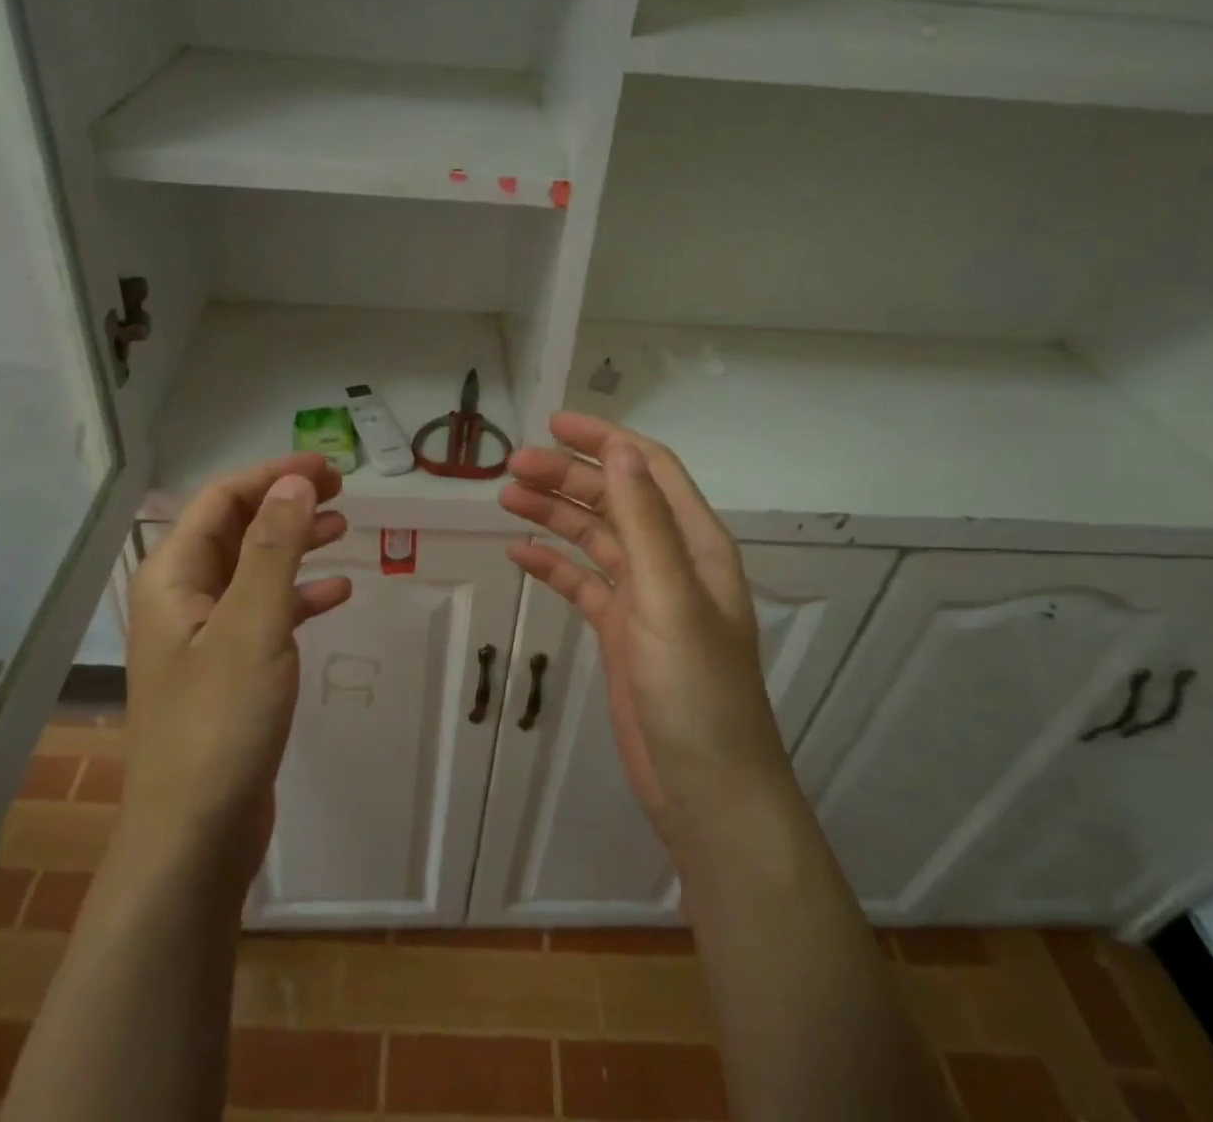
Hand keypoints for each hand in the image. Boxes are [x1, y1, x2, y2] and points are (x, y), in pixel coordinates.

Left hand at [121, 454, 351, 891]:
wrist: (196, 834)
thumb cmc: (220, 720)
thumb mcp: (253, 623)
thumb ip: (274, 547)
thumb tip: (295, 481)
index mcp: (172, 576)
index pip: (222, 499)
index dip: (273, 476)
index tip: (326, 468)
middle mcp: (182, 597)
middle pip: (237, 528)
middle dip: (286, 504)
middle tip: (341, 492)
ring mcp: (204, 635)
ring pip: (254, 568)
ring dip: (296, 544)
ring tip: (343, 528)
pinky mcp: (228, 670)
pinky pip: (266, 613)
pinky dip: (299, 596)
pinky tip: (337, 593)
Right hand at [500, 412, 787, 850]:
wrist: (706, 789)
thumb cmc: (695, 690)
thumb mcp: (669, 597)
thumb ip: (644, 521)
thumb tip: (619, 447)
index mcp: (694, 543)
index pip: (648, 468)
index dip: (605, 439)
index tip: (553, 424)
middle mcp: (670, 561)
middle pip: (614, 499)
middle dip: (566, 477)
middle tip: (512, 468)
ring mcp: (643, 597)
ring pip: (593, 538)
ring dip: (554, 514)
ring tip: (506, 497)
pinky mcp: (620, 631)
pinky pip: (581, 583)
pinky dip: (552, 564)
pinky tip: (519, 553)